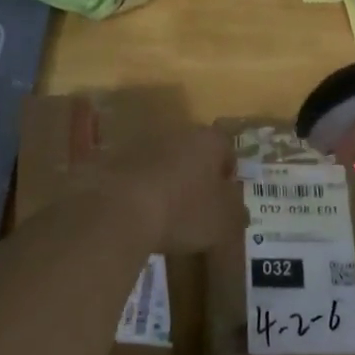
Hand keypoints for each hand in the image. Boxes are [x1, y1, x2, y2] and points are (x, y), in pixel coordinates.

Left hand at [112, 125, 248, 254]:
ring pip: (164, 158)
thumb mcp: (221, 222)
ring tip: (165, 211)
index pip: (226, 148)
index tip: (225, 196)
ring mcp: (143, 141)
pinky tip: (138, 212)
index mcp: (208, 141)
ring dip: (167, 177)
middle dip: (197, 173)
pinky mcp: (115, 156)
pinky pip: (136, 171)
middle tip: (196, 203)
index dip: (228, 172)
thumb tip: (238, 209)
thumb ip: (235, 213)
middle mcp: (178, 132)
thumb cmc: (182, 211)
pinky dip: (140, 186)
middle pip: (194, 150)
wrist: (118, 209)